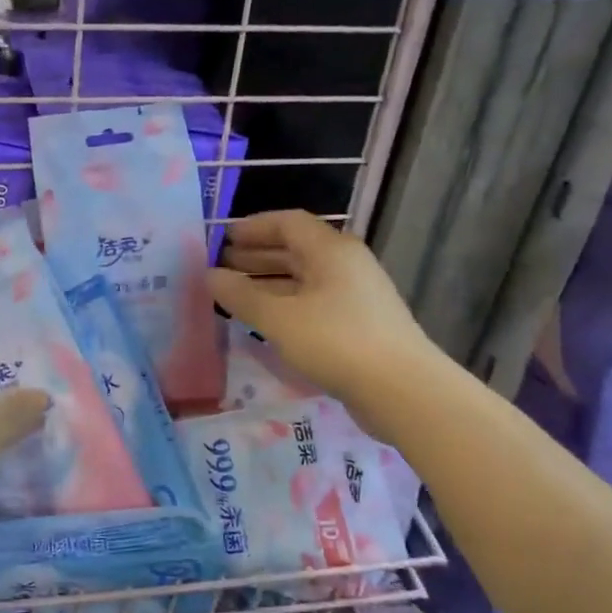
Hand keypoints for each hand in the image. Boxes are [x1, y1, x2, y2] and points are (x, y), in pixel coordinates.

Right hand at [211, 210, 436, 409]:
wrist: (401, 389)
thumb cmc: (335, 342)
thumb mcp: (279, 318)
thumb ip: (241, 295)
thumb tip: (209, 275)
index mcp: (330, 250)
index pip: (287, 223)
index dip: (253, 227)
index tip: (223, 238)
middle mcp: (346, 264)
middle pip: (296, 249)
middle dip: (257, 255)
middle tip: (221, 267)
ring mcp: (356, 294)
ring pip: (305, 278)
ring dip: (269, 282)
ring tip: (236, 294)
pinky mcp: (359, 323)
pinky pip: (314, 301)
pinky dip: (286, 304)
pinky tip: (267, 321)